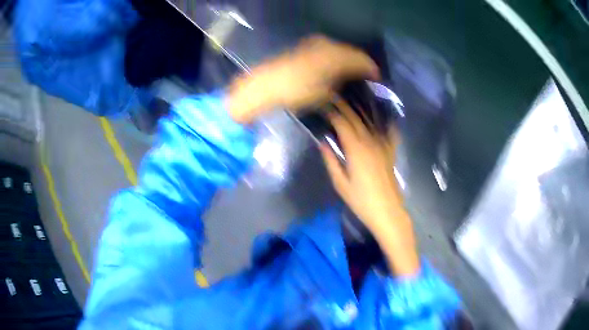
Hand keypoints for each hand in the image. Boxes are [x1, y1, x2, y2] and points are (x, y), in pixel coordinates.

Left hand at [227, 35, 378, 122]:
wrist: (267, 84)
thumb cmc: (296, 92)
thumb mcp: (323, 95)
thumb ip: (340, 86)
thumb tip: (348, 83)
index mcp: (336, 57)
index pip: (362, 60)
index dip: (371, 69)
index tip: (377, 79)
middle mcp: (329, 45)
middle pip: (352, 52)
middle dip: (361, 64)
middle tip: (366, 77)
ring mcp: (317, 43)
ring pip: (341, 50)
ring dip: (349, 60)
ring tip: (353, 74)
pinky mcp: (307, 46)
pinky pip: (330, 50)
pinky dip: (337, 58)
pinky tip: (337, 68)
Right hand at [320, 100, 419, 275]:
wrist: (387, 210)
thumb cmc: (361, 200)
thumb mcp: (340, 183)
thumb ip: (331, 160)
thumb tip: (323, 142)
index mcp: (356, 149)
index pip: (342, 123)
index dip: (332, 112)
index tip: (323, 103)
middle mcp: (370, 141)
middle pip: (356, 118)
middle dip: (344, 105)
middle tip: (334, 96)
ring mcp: (383, 145)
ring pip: (370, 121)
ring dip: (359, 109)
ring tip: (351, 100)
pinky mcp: (390, 151)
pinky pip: (388, 131)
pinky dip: (384, 120)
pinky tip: (382, 113)